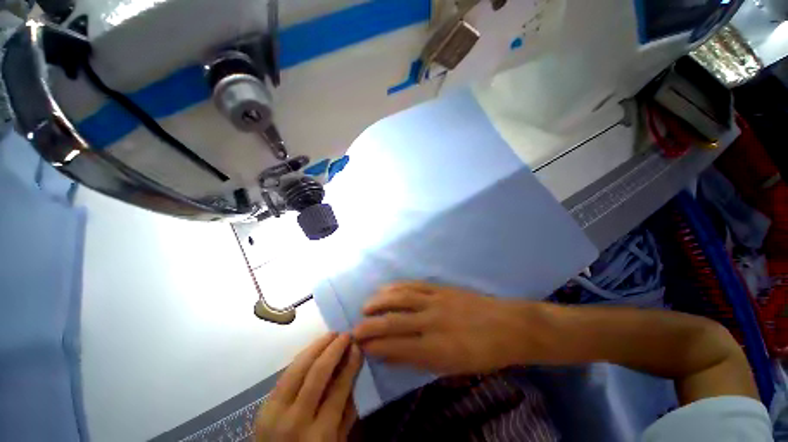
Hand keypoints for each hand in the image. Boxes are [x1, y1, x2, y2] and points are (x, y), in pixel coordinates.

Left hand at [255, 333, 361, 441]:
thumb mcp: (337, 441)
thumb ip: (348, 411)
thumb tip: (355, 372)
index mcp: (319, 436)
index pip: (338, 389)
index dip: (350, 364)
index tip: (357, 346)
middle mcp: (296, 420)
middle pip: (317, 374)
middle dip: (334, 349)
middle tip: (346, 335)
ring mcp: (275, 411)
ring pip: (298, 368)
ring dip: (317, 346)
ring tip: (332, 334)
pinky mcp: (264, 404)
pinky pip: (286, 373)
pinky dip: (303, 357)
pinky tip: (314, 347)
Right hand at [353, 282, 539, 374]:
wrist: (507, 326)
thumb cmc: (482, 354)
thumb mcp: (452, 368)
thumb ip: (420, 361)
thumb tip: (391, 355)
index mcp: (436, 349)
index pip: (396, 347)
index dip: (375, 346)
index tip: (361, 346)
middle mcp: (432, 323)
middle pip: (393, 322)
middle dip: (370, 326)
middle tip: (356, 328)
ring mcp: (436, 301)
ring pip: (401, 299)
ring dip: (380, 302)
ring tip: (366, 306)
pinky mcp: (441, 288)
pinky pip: (414, 285)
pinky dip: (397, 286)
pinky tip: (387, 288)